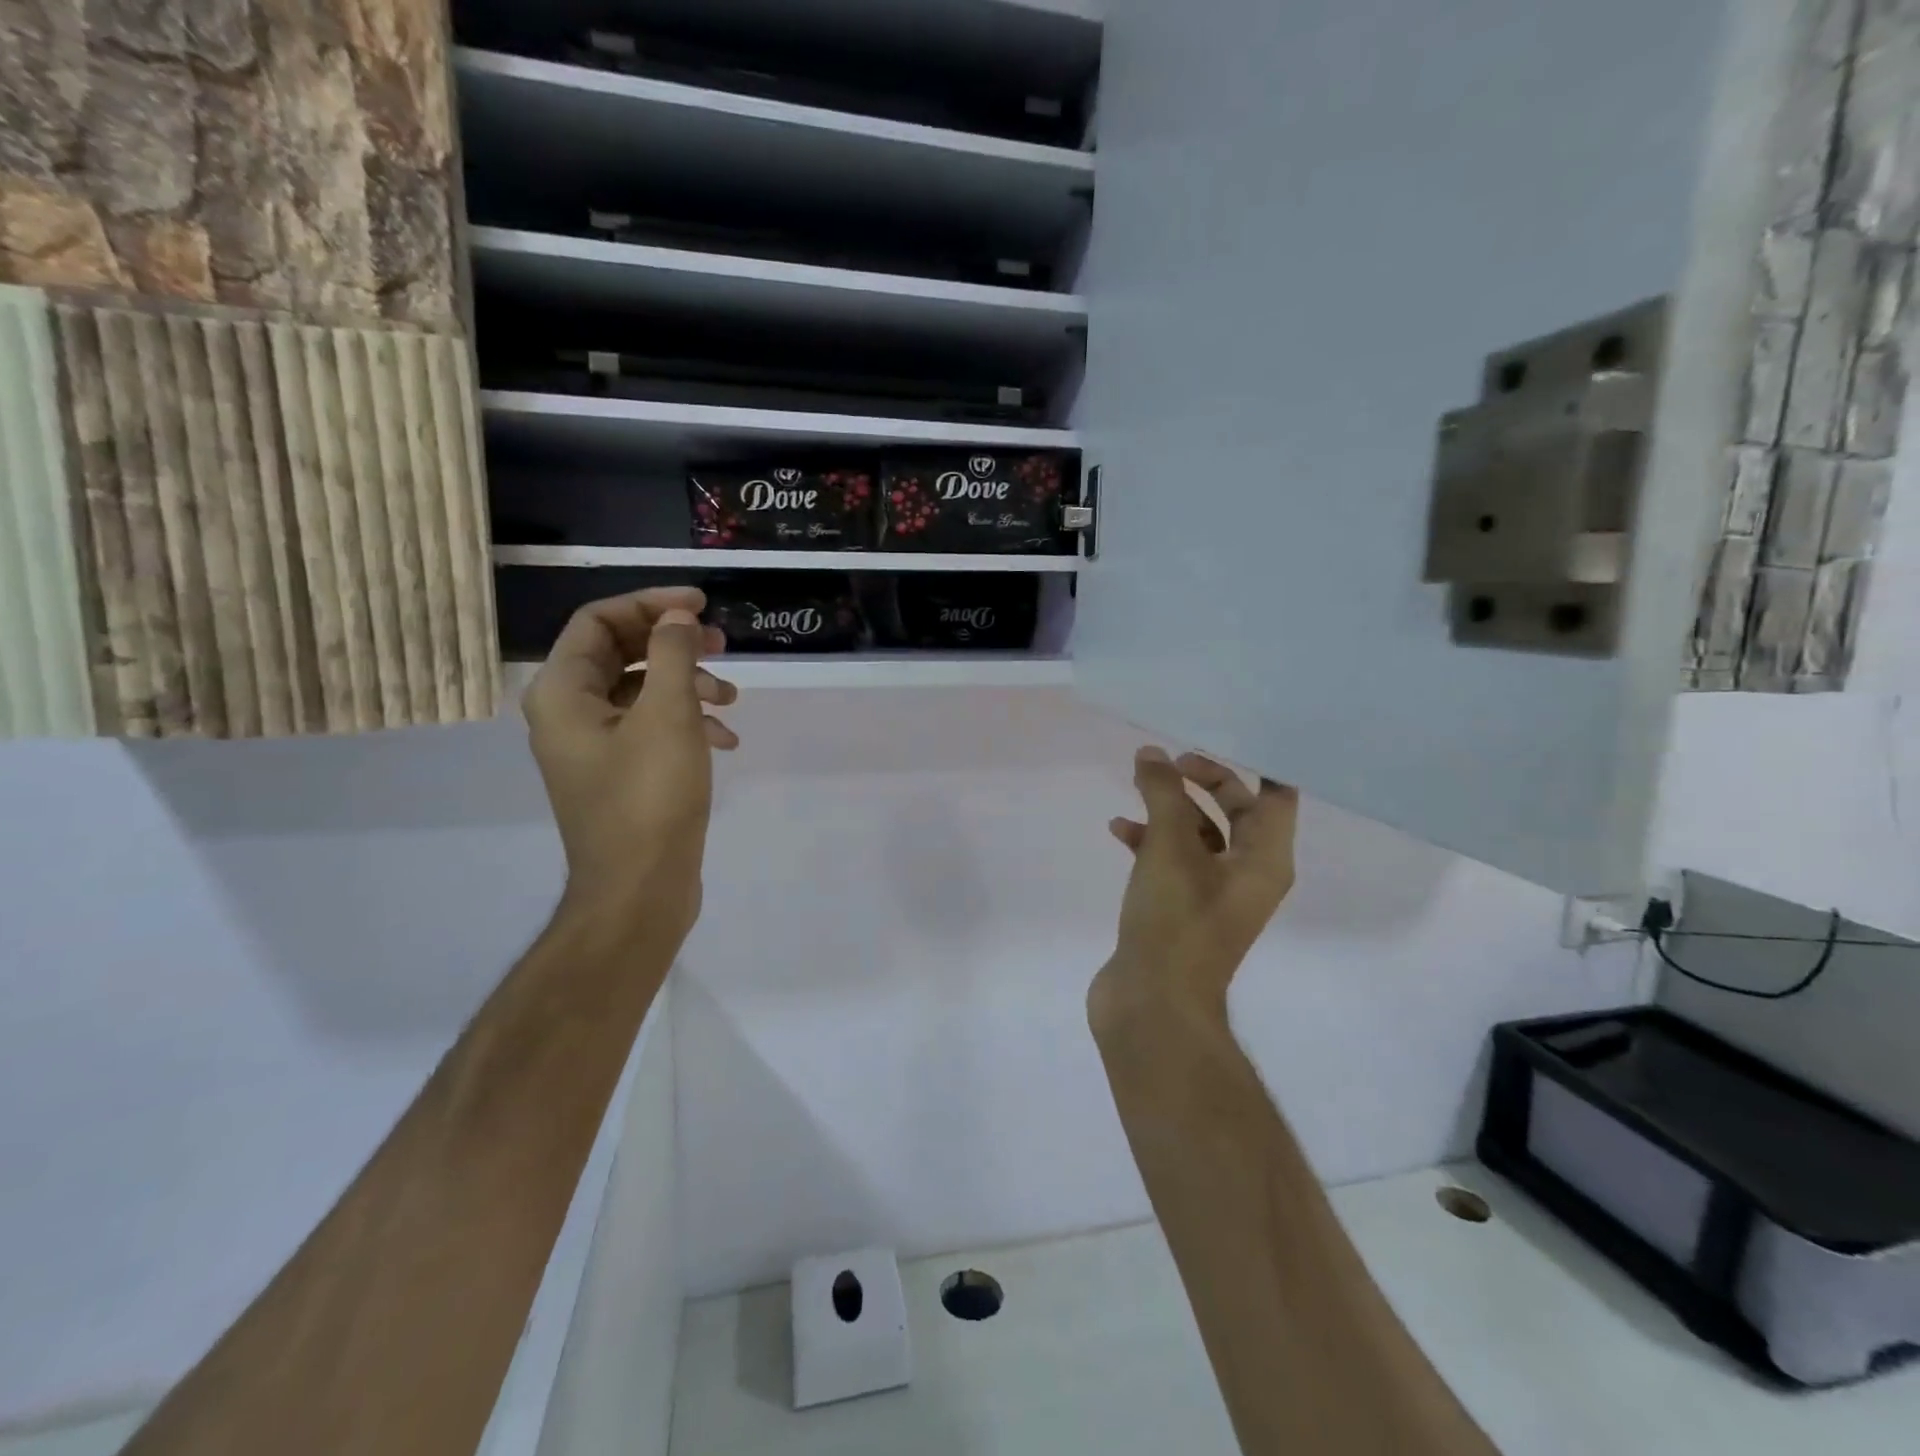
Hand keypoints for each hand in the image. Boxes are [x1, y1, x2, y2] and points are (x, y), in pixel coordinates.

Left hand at [523, 587, 737, 941]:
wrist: (639, 889)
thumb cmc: (649, 797)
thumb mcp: (667, 716)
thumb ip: (671, 655)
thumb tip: (677, 618)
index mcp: (563, 693)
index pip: (599, 621)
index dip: (650, 604)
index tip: (700, 604)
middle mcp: (569, 714)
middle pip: (622, 653)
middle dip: (675, 645)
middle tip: (723, 644)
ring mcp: (594, 747)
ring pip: (642, 691)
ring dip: (688, 685)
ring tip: (731, 699)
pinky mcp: (620, 773)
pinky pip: (651, 728)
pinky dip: (687, 723)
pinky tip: (725, 740)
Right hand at [1093, 747, 1298, 1025]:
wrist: (1152, 1003)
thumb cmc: (1175, 920)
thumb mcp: (1170, 848)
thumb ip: (1162, 795)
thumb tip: (1152, 755)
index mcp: (1264, 860)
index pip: (1277, 796)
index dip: (1259, 762)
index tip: (1224, 733)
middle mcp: (1246, 874)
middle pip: (1235, 810)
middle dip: (1204, 781)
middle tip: (1171, 761)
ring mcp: (1211, 893)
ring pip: (1198, 835)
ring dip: (1170, 809)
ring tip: (1137, 784)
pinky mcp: (1179, 907)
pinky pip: (1171, 860)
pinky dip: (1149, 840)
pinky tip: (1118, 830)